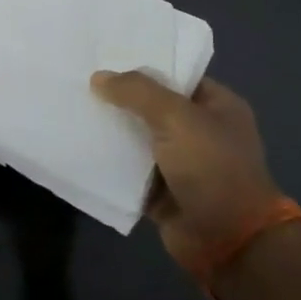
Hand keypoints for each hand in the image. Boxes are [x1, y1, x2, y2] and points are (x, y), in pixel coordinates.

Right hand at [90, 72, 286, 280]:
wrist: (229, 241)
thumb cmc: (212, 168)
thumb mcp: (176, 117)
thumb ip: (136, 92)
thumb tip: (98, 77)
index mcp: (217, 106)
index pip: (174, 76)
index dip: (140, 66)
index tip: (103, 58)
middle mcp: (200, 131)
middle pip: (151, 105)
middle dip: (119, 98)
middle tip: (79, 82)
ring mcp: (180, 162)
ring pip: (136, 137)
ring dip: (110, 129)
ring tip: (71, 109)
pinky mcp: (161, 189)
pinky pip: (129, 168)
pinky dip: (109, 160)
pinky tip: (78, 144)